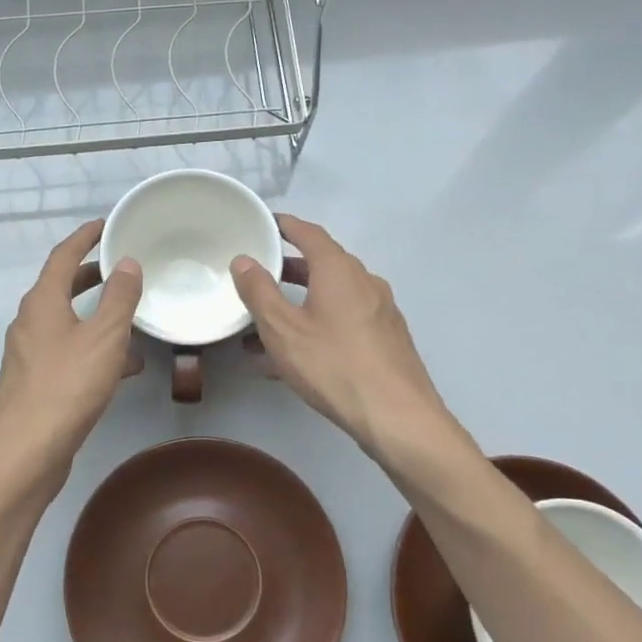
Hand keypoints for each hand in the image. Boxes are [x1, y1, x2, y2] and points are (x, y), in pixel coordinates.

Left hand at [0, 220, 143, 495]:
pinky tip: (124, 367)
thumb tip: (127, 263)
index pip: (63, 256)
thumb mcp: (104, 337)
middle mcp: (29, 322)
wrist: (26, 452)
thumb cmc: (67, 386)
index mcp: (41, 302)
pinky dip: (94, 349)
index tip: (105, 225)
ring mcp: (29, 354)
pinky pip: (68, 352)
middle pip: (62, 288)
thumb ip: (119, 298)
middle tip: (122, 269)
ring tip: (132, 319)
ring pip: (67, 323)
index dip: (85, 237)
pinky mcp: (35, 383)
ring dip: (96, 317)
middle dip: (92, 276)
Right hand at [231, 215, 455, 458]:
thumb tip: (244, 260)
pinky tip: (295, 358)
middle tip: (259, 277)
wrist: (397, 417)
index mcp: (339, 271)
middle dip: (289, 271)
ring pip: (332, 299)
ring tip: (266, 328)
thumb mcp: (282, 329)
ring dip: (300, 305)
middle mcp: (365, 283)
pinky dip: (317, 327)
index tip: (267, 224)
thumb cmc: (333, 365)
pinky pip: (344, 323)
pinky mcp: (387, 341)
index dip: (287, 226)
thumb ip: (259, 292)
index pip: (310, 234)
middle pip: (323, 266)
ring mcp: (380, 313)